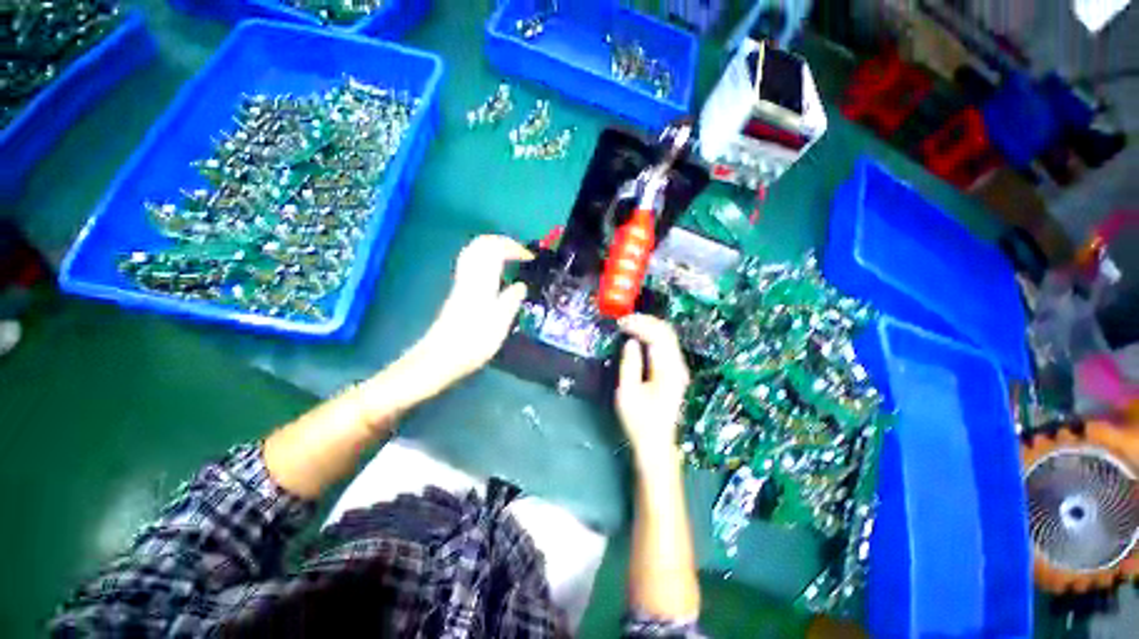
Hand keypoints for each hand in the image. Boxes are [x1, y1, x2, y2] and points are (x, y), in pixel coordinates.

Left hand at [411, 235, 531, 386]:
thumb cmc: (473, 342)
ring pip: (473, 252)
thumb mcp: (500, 323)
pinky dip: (485, 259)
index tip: (530, 256)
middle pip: (480, 244)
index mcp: (481, 282)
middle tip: (520, 252)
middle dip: (502, 242)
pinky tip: (494, 272)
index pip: (495, 250)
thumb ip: (511, 300)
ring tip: (510, 257)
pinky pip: (471, 263)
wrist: (440, 358)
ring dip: (493, 248)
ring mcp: (461, 283)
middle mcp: (469, 277)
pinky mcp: (457, 292)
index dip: (514, 247)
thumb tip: (521, 285)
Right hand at [616, 314, 689, 472]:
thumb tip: (631, 342)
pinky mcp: (675, 372)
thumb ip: (630, 364)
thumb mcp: (628, 393)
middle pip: (666, 332)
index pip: (657, 336)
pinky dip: (653, 336)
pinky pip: (666, 345)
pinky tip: (640, 337)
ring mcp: (679, 369)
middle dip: (646, 321)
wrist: (656, 442)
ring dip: (649, 327)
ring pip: (668, 337)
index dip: (640, 325)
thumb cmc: (639, 420)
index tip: (621, 323)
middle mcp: (678, 366)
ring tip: (629, 325)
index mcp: (667, 371)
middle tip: (625, 320)